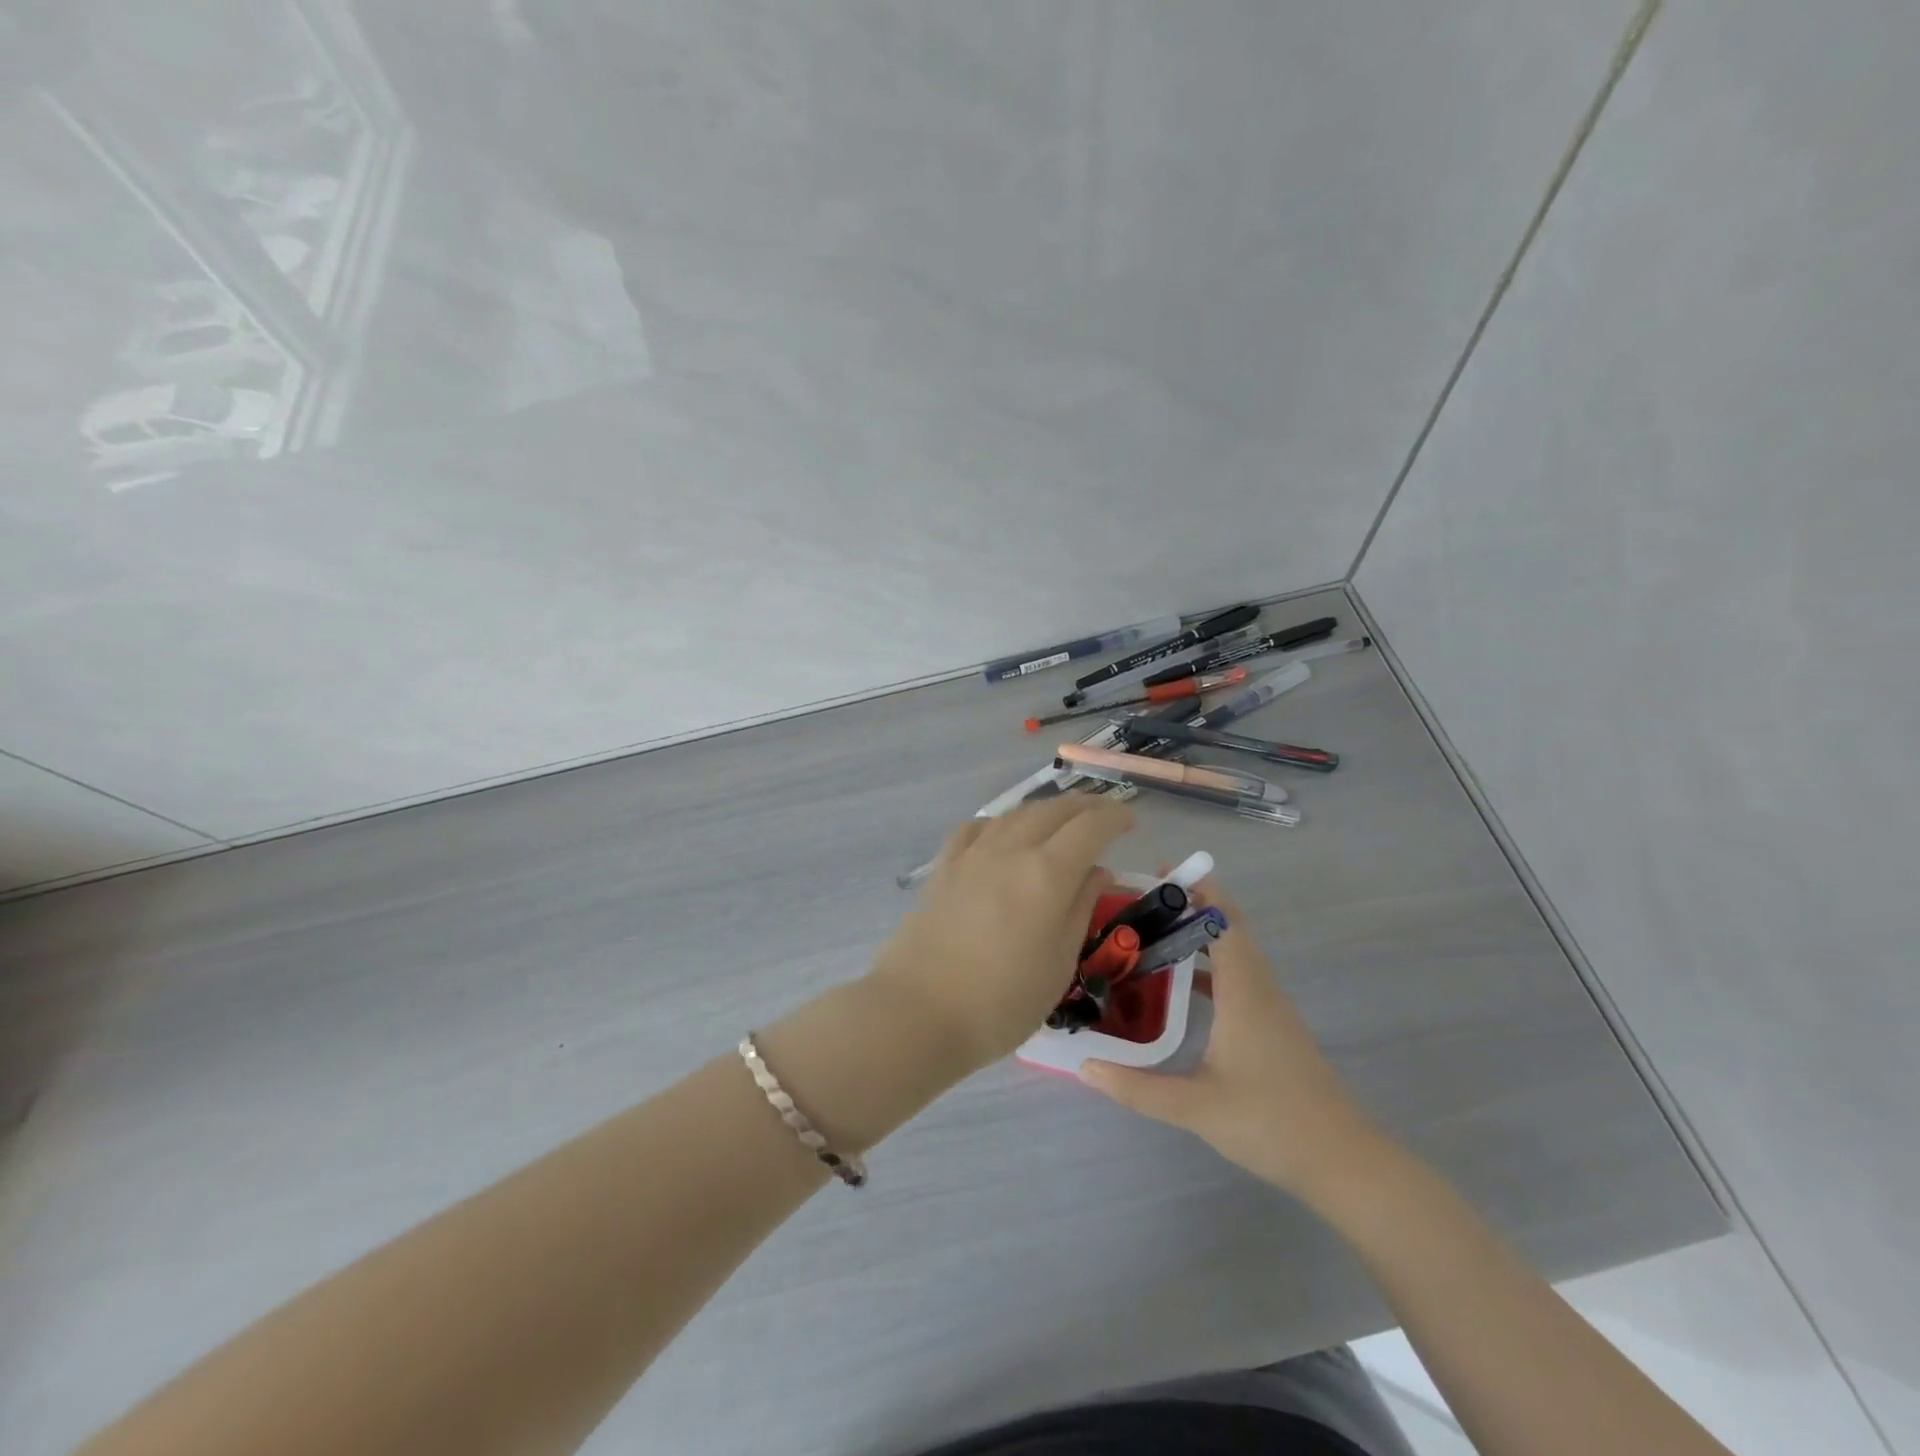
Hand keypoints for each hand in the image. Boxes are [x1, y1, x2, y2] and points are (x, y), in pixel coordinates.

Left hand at [869, 794, 1132, 1069]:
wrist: (919, 1012)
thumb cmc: (1002, 1002)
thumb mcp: (1059, 963)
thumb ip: (1080, 909)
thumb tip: (1097, 871)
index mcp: (1047, 873)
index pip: (1090, 826)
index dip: (1114, 817)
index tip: (1131, 821)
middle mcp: (1011, 849)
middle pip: (1053, 810)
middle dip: (1084, 806)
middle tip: (1103, 816)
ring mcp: (972, 855)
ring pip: (1015, 814)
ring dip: (1045, 810)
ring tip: (1059, 823)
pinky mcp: (943, 867)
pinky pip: (976, 828)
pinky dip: (999, 823)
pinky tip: (1001, 835)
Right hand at [1079, 878, 1389, 1199]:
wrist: (1344, 1162)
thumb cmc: (1272, 1123)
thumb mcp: (1197, 1108)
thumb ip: (1138, 1088)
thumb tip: (1085, 1067)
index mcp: (1244, 991)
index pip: (1223, 920)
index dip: (1197, 889)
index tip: (1160, 871)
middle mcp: (1259, 987)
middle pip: (1229, 928)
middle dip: (1191, 904)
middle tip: (1140, 900)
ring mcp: (1269, 1006)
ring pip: (1234, 952)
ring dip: (1199, 933)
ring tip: (1151, 933)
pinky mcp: (1272, 1025)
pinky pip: (1237, 976)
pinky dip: (1209, 964)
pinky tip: (1178, 984)